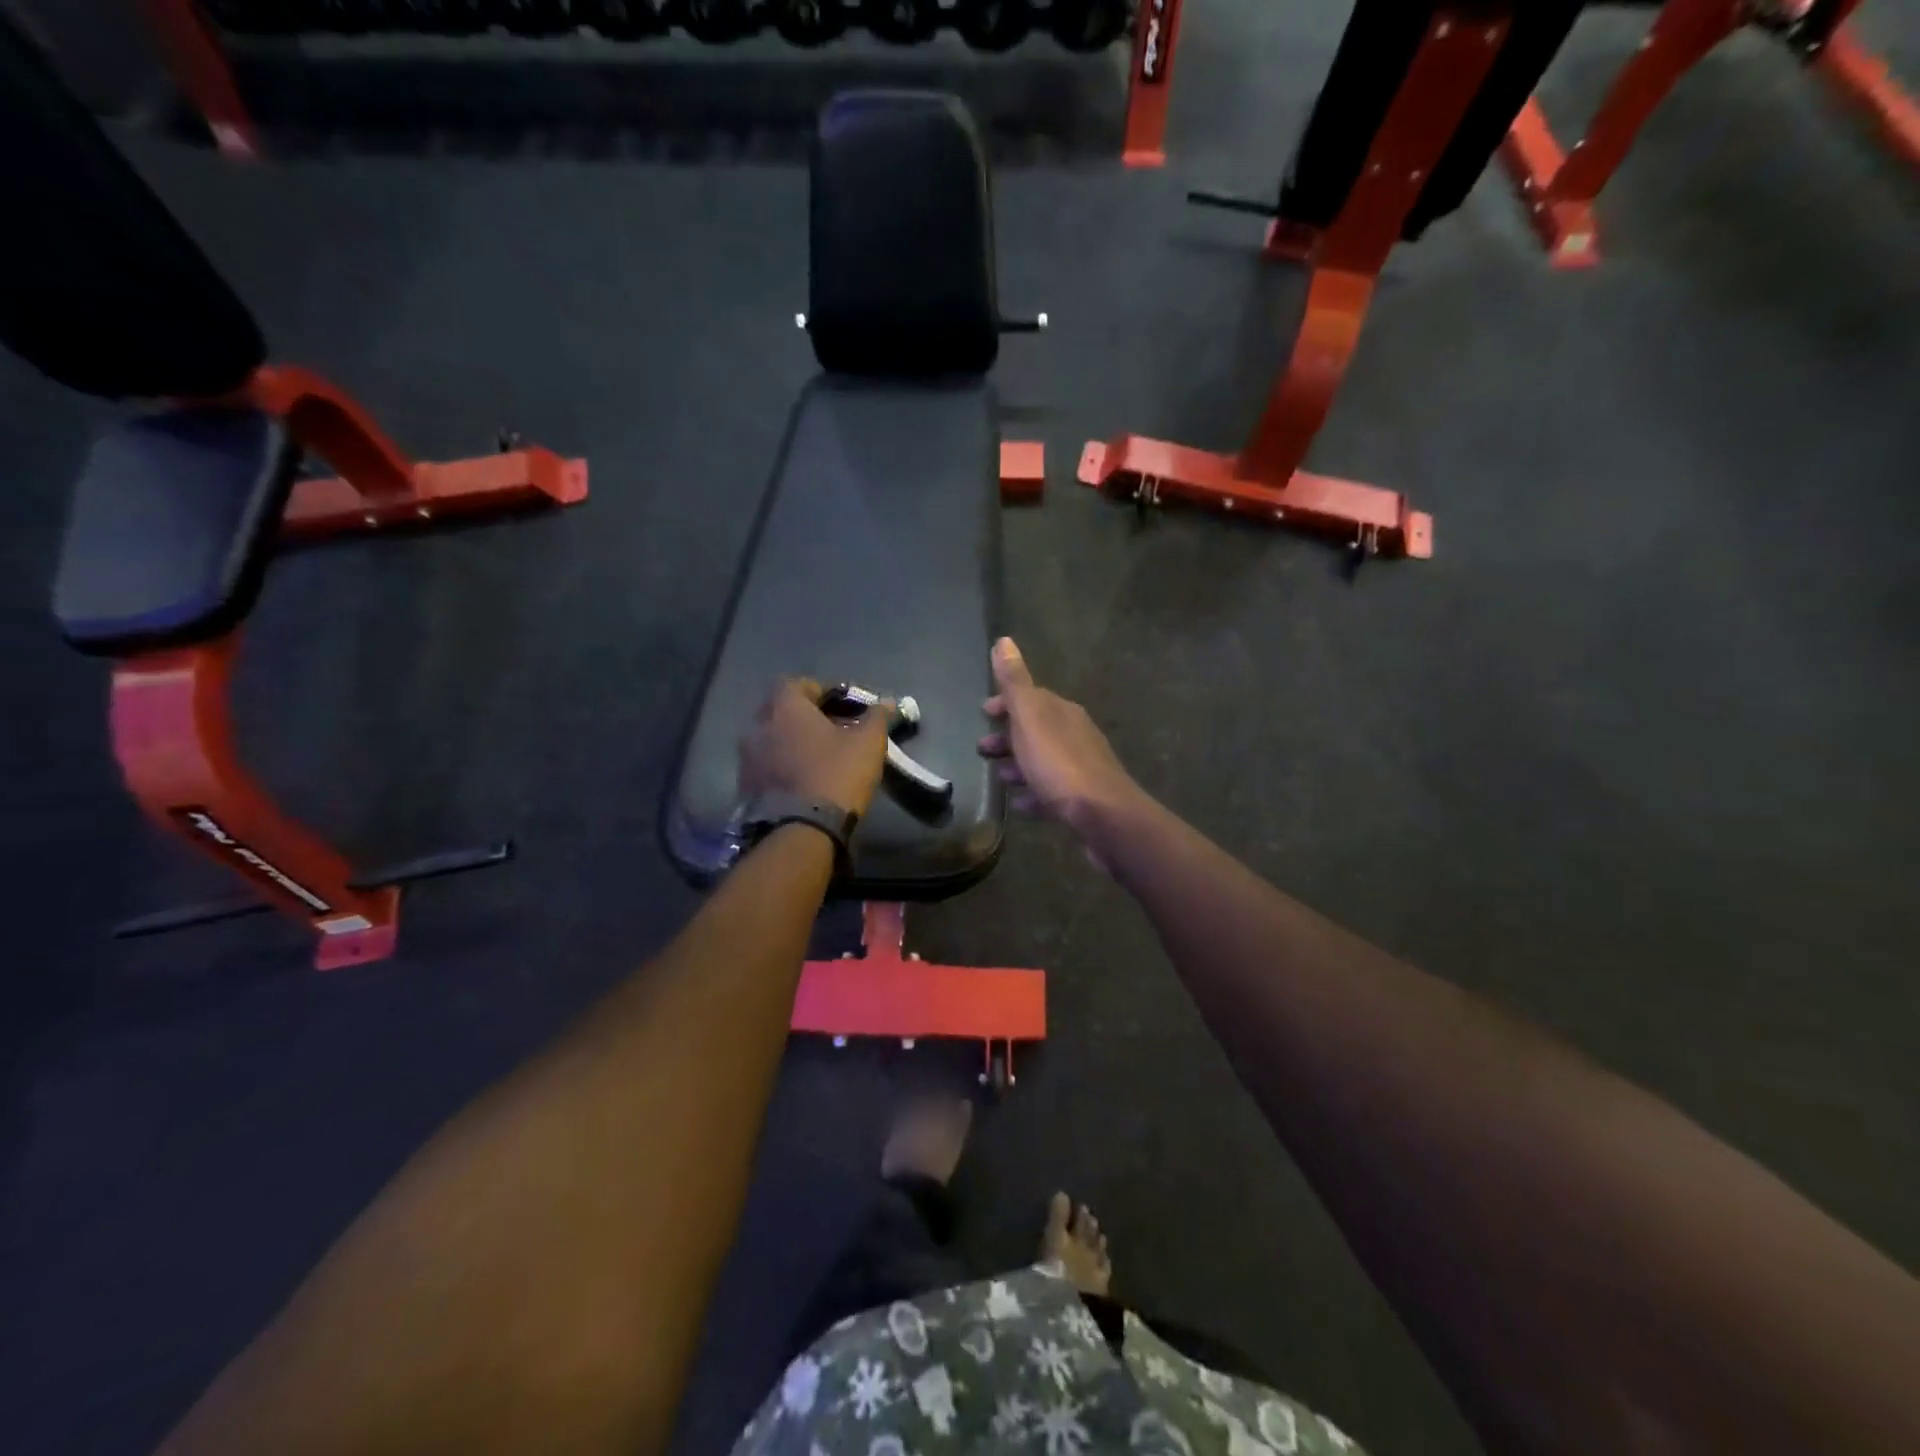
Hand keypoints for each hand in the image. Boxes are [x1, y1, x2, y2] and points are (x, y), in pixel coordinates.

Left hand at [739, 677, 893, 816]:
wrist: (799, 831)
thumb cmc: (835, 775)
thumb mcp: (867, 743)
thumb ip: (877, 717)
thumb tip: (887, 702)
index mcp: (784, 707)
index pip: (797, 683)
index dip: (822, 691)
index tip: (844, 705)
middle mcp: (757, 725)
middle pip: (781, 710)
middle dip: (806, 716)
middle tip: (833, 730)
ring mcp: (746, 757)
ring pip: (771, 738)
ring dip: (791, 742)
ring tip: (818, 756)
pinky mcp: (744, 786)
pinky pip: (765, 764)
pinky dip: (782, 765)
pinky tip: (803, 779)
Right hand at [977, 639, 1144, 836]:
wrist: (1103, 814)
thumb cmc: (1059, 764)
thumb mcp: (1031, 718)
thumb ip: (1015, 683)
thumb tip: (1004, 640)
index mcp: (1061, 712)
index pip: (1030, 697)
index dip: (1005, 703)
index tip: (984, 712)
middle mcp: (1075, 734)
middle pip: (1035, 730)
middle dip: (1008, 736)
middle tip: (983, 749)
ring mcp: (1081, 767)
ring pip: (1043, 760)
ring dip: (1019, 764)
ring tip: (999, 777)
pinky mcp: (1082, 798)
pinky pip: (1051, 790)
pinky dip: (1033, 793)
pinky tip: (1020, 803)